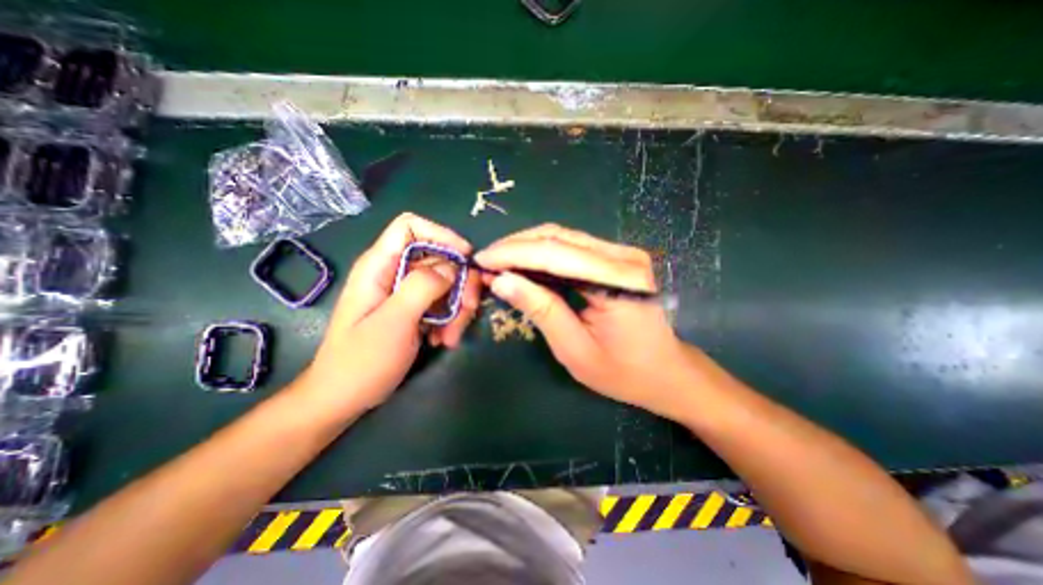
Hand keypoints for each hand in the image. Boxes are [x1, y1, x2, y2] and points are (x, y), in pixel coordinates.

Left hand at [297, 216, 480, 416]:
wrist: (344, 398)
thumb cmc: (361, 361)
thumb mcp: (394, 322)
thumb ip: (422, 287)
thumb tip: (452, 266)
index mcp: (380, 266)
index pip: (411, 227)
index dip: (441, 234)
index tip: (465, 257)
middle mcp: (394, 273)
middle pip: (439, 259)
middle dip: (459, 283)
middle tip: (469, 309)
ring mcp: (406, 293)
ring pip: (447, 284)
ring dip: (458, 308)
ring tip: (451, 337)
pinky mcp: (415, 310)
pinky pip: (443, 303)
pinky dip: (451, 320)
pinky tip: (443, 340)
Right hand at [475, 221, 689, 415]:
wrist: (666, 372)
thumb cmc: (623, 372)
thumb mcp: (575, 350)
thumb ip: (540, 310)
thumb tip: (501, 281)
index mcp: (618, 282)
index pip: (556, 254)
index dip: (513, 254)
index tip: (482, 260)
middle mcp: (623, 258)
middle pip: (559, 237)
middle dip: (516, 246)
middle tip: (487, 260)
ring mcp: (623, 254)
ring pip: (564, 237)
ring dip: (527, 246)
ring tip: (500, 262)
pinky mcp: (617, 258)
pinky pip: (573, 247)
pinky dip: (544, 253)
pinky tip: (525, 264)